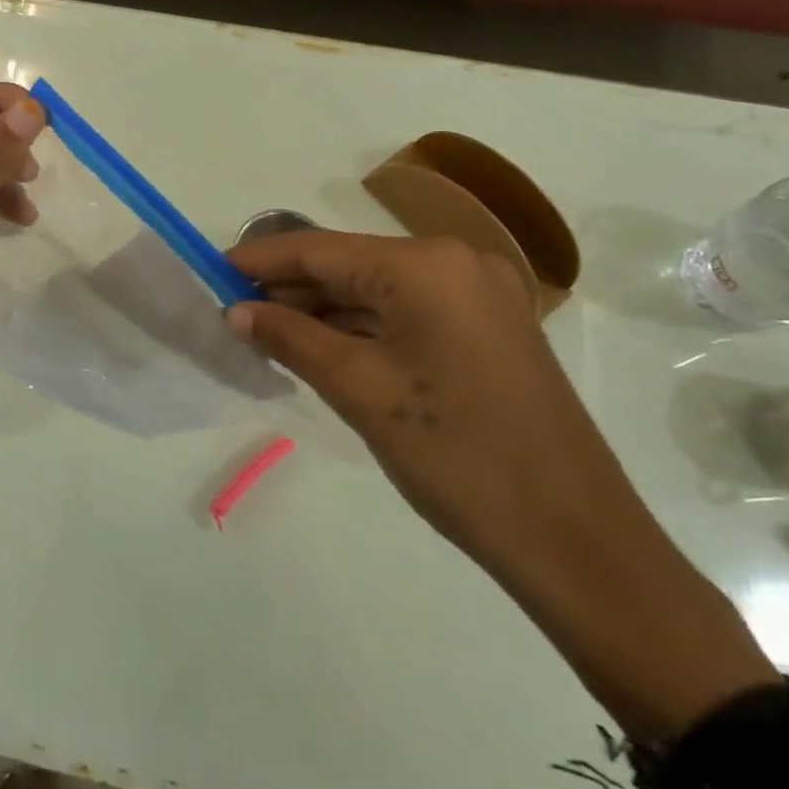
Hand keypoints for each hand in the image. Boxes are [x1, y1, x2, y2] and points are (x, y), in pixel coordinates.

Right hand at [226, 231, 653, 571]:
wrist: (575, 539)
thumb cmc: (457, 457)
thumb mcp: (361, 391)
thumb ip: (292, 339)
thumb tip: (237, 313)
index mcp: (427, 264)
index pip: (322, 249)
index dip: (262, 260)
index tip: (212, 271)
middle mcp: (458, 262)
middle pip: (353, 265)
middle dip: (292, 288)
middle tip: (234, 310)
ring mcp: (482, 295)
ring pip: (382, 291)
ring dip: (326, 310)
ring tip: (267, 332)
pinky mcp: (491, 328)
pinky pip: (411, 313)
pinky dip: (366, 328)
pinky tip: (324, 346)